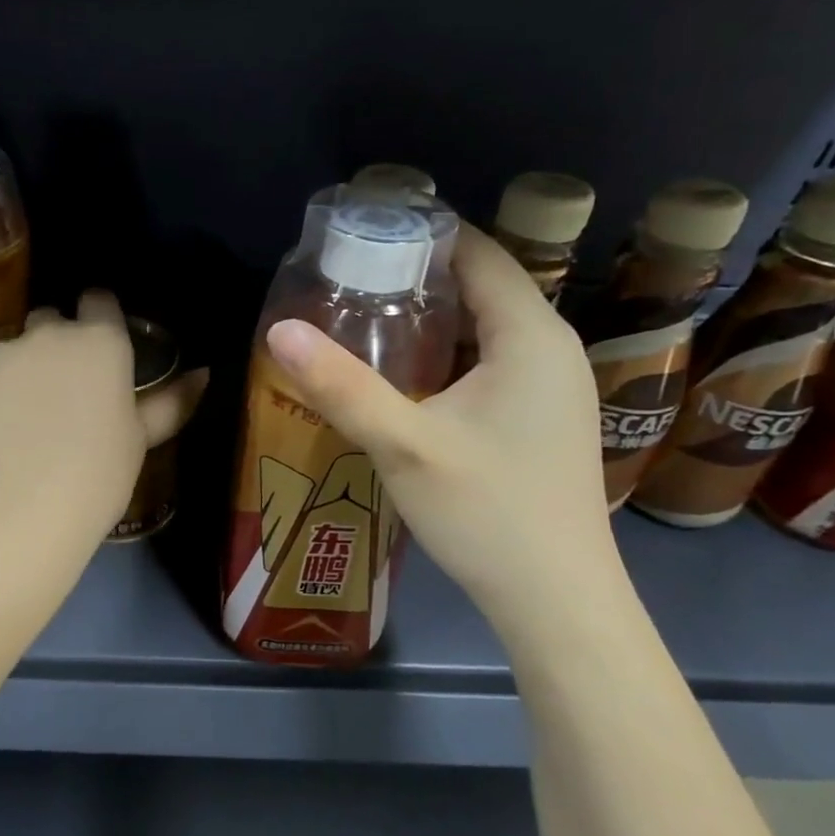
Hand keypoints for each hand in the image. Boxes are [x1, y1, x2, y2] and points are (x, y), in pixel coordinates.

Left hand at [0, 290, 208, 548]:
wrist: (21, 514)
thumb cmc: (97, 477)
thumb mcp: (140, 439)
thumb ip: (170, 400)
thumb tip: (202, 373)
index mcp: (98, 341)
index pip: (99, 301)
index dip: (99, 318)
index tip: (99, 348)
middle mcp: (45, 334)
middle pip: (49, 321)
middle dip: (55, 344)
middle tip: (60, 393)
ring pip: (10, 352)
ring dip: (18, 372)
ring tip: (20, 423)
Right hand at [264, 225, 616, 615]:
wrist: (556, 600)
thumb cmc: (487, 514)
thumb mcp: (404, 446)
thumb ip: (340, 386)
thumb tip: (278, 330)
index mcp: (530, 335)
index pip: (478, 252)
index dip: (420, 235)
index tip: (358, 235)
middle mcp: (551, 347)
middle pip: (480, 286)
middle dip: (414, 278)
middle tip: (345, 281)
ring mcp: (551, 386)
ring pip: (484, 328)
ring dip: (428, 320)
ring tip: (360, 321)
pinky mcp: (541, 417)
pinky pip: (491, 362)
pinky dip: (446, 355)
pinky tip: (401, 377)